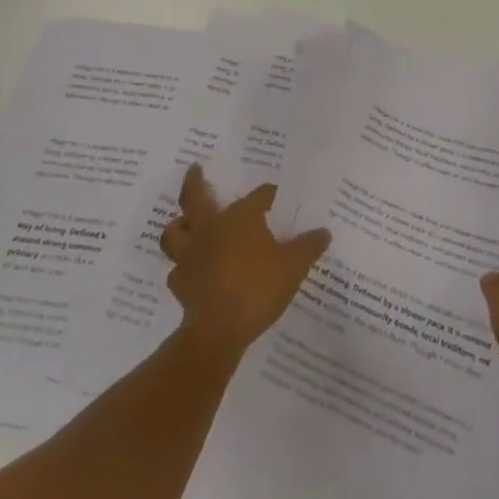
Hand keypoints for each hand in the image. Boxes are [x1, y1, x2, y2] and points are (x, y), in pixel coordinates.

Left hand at [159, 164, 330, 363]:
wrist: (219, 330)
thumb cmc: (258, 288)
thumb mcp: (294, 266)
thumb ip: (309, 246)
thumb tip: (324, 232)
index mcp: (240, 218)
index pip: (257, 196)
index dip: (267, 194)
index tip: (273, 193)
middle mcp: (210, 228)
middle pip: (195, 198)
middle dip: (195, 181)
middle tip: (195, 168)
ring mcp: (190, 255)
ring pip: (174, 231)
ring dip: (179, 224)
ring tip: (185, 222)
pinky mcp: (180, 282)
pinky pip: (177, 268)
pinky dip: (183, 266)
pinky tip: (191, 270)